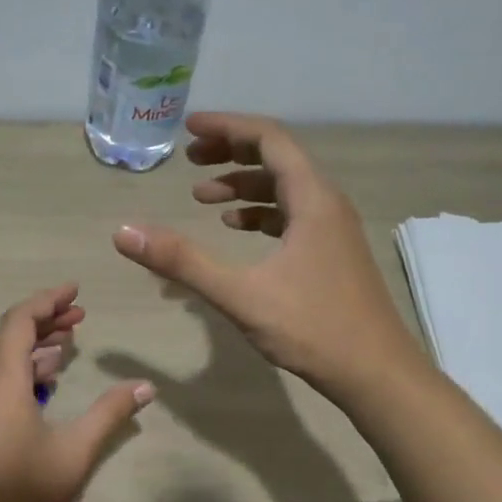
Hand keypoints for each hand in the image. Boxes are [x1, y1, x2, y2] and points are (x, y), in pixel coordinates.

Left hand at [0, 284, 153, 501]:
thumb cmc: (22, 490)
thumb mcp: (75, 451)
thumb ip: (110, 413)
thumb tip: (146, 386)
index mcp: (3, 378)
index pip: (20, 319)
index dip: (48, 300)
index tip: (76, 290)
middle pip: (10, 331)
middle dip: (44, 317)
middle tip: (80, 314)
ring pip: (3, 353)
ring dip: (35, 342)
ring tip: (70, 341)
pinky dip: (24, 365)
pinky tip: (49, 377)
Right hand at [112, 113, 420, 405]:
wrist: (377, 375)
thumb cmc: (313, 329)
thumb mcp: (240, 294)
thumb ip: (182, 261)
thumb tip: (124, 233)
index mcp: (312, 199)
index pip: (269, 138)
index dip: (227, 127)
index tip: (188, 129)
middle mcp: (327, 203)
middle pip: (277, 158)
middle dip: (231, 152)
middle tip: (190, 160)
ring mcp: (333, 229)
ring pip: (285, 188)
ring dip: (243, 185)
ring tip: (202, 196)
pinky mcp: (332, 252)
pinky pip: (292, 215)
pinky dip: (260, 213)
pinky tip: (236, 227)